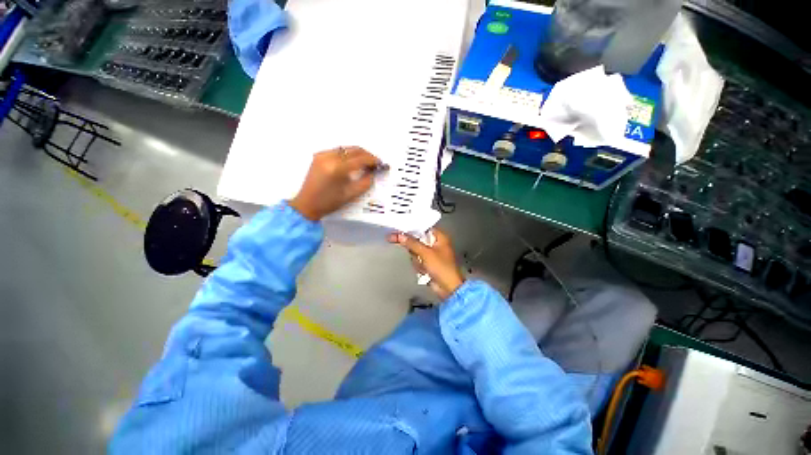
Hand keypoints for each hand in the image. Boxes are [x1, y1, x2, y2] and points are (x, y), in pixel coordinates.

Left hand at [290, 147, 382, 220]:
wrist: (307, 204)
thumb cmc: (329, 202)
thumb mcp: (351, 195)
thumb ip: (365, 182)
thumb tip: (373, 172)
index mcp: (337, 168)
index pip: (360, 159)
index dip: (372, 160)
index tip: (381, 164)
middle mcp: (329, 157)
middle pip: (354, 149)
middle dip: (366, 155)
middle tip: (375, 163)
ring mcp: (322, 154)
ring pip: (346, 148)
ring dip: (358, 153)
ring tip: (365, 162)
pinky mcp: (319, 155)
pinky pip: (338, 150)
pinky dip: (348, 154)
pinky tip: (352, 162)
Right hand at [388, 228, 464, 299]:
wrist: (448, 288)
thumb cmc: (442, 268)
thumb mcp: (426, 253)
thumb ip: (412, 243)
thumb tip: (399, 235)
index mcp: (440, 237)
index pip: (422, 227)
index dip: (411, 228)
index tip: (399, 229)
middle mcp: (436, 243)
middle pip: (418, 240)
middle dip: (414, 248)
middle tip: (411, 251)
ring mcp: (432, 254)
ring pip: (416, 252)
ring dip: (417, 259)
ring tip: (424, 265)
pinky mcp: (428, 264)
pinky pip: (418, 260)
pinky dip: (419, 266)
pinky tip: (424, 271)